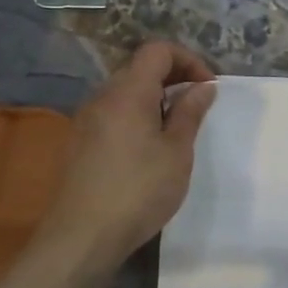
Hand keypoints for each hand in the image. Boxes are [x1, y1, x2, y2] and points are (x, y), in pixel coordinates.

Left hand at [28, 41, 218, 272]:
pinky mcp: (79, 142)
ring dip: (155, 98)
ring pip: (125, 91)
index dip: (188, 60)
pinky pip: (113, 113)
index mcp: (128, 93)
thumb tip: (203, 87)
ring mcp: (86, 120)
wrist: (82, 237)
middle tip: (198, 106)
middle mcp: (102, 97)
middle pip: (139, 68)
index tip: (208, 88)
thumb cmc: (139, 190)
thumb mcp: (177, 151)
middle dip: (174, 77)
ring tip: (177, 128)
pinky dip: (137, 115)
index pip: (157, 51)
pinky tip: (149, 148)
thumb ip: (190, 113)